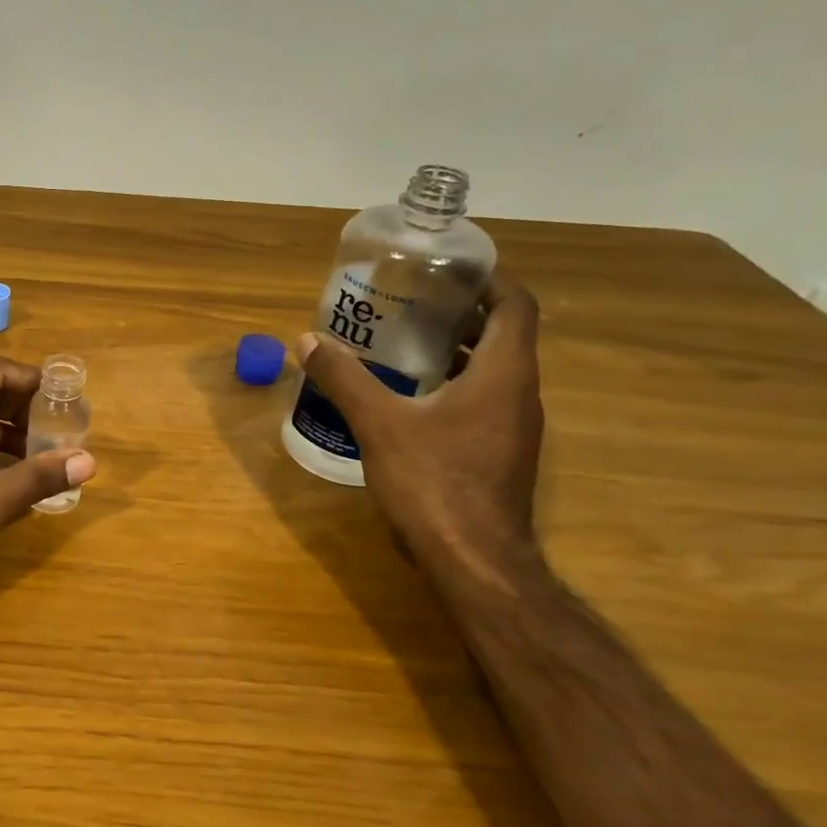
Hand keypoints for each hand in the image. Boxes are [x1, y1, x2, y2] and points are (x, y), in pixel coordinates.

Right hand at [296, 269, 544, 589]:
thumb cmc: (433, 481)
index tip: (451, 267)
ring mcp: (513, 428)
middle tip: (412, 300)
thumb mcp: (379, 424)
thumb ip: (344, 379)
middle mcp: (519, 394)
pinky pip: (481, 401)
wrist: (472, 560)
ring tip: (404, 342)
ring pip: (492, 371)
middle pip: (504, 335)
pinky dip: (453, 385)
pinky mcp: (498, 454)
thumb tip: (307, 341)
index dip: (490, 279)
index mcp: (503, 374)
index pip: (516, 306)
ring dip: (456, 350)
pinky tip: (409, 397)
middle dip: (463, 313)